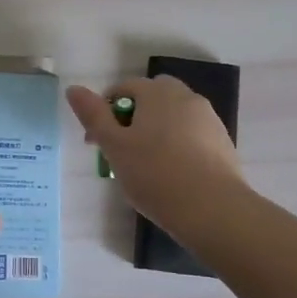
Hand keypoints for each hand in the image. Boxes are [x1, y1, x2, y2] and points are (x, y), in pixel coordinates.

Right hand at [67, 76, 245, 234]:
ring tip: (146, 167)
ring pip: (173, 117)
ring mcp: (209, 119)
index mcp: (158, 92)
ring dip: (156, 132)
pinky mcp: (223, 142)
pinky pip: (191, 136)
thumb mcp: (114, 146)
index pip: (124, 88)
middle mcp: (186, 97)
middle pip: (152, 99)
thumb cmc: (155, 174)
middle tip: (122, 150)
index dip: (104, 112)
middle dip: (134, 118)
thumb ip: (93, 115)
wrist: (212, 209)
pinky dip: (178, 146)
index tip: (96, 143)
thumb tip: (73, 89)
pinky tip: (172, 174)